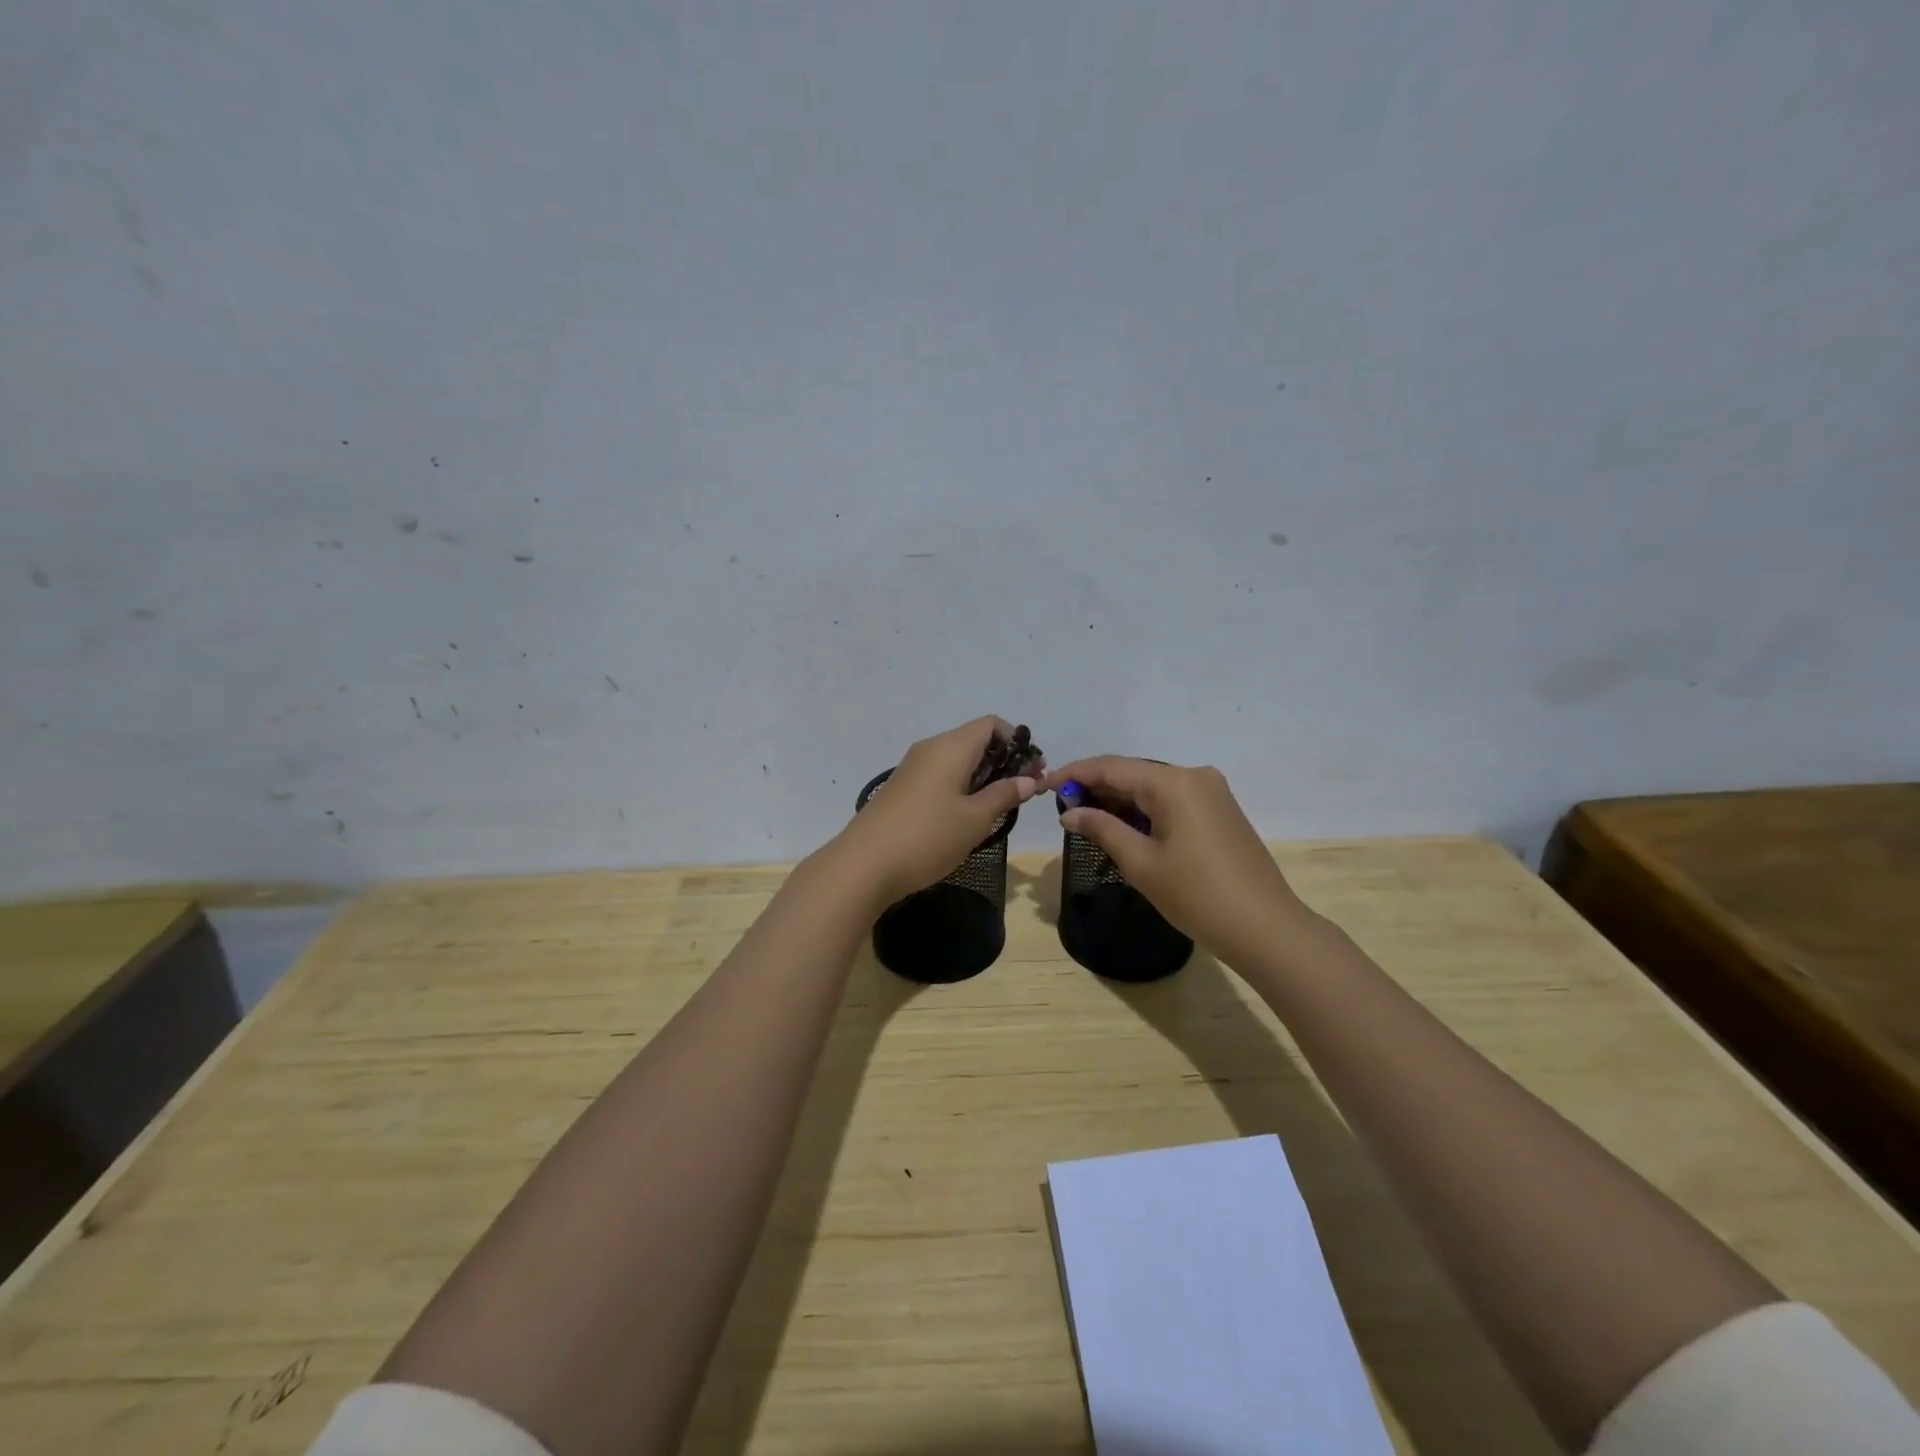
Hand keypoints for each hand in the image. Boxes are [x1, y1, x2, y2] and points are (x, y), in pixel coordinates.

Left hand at [831, 717, 1042, 907]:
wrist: (863, 865)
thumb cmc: (926, 837)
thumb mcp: (974, 819)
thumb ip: (1003, 796)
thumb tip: (1028, 780)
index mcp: (950, 747)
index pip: (991, 725)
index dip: (1017, 743)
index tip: (1033, 771)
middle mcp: (930, 749)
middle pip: (975, 740)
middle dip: (1004, 761)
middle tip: (1024, 792)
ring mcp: (913, 769)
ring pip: (957, 760)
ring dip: (983, 777)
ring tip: (1000, 807)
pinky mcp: (902, 789)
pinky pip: (941, 776)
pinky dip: (961, 787)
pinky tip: (967, 816)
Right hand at [1041, 756, 1314, 969]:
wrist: (1265, 928)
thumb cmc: (1196, 895)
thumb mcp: (1140, 863)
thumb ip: (1102, 829)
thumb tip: (1070, 813)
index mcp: (1173, 782)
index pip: (1112, 767)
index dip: (1075, 774)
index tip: (1044, 785)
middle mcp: (1194, 776)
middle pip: (1134, 772)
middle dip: (1096, 787)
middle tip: (1062, 807)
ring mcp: (1212, 792)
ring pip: (1153, 786)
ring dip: (1120, 799)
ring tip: (1086, 817)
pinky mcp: (1221, 810)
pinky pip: (1172, 799)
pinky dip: (1144, 809)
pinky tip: (1124, 825)